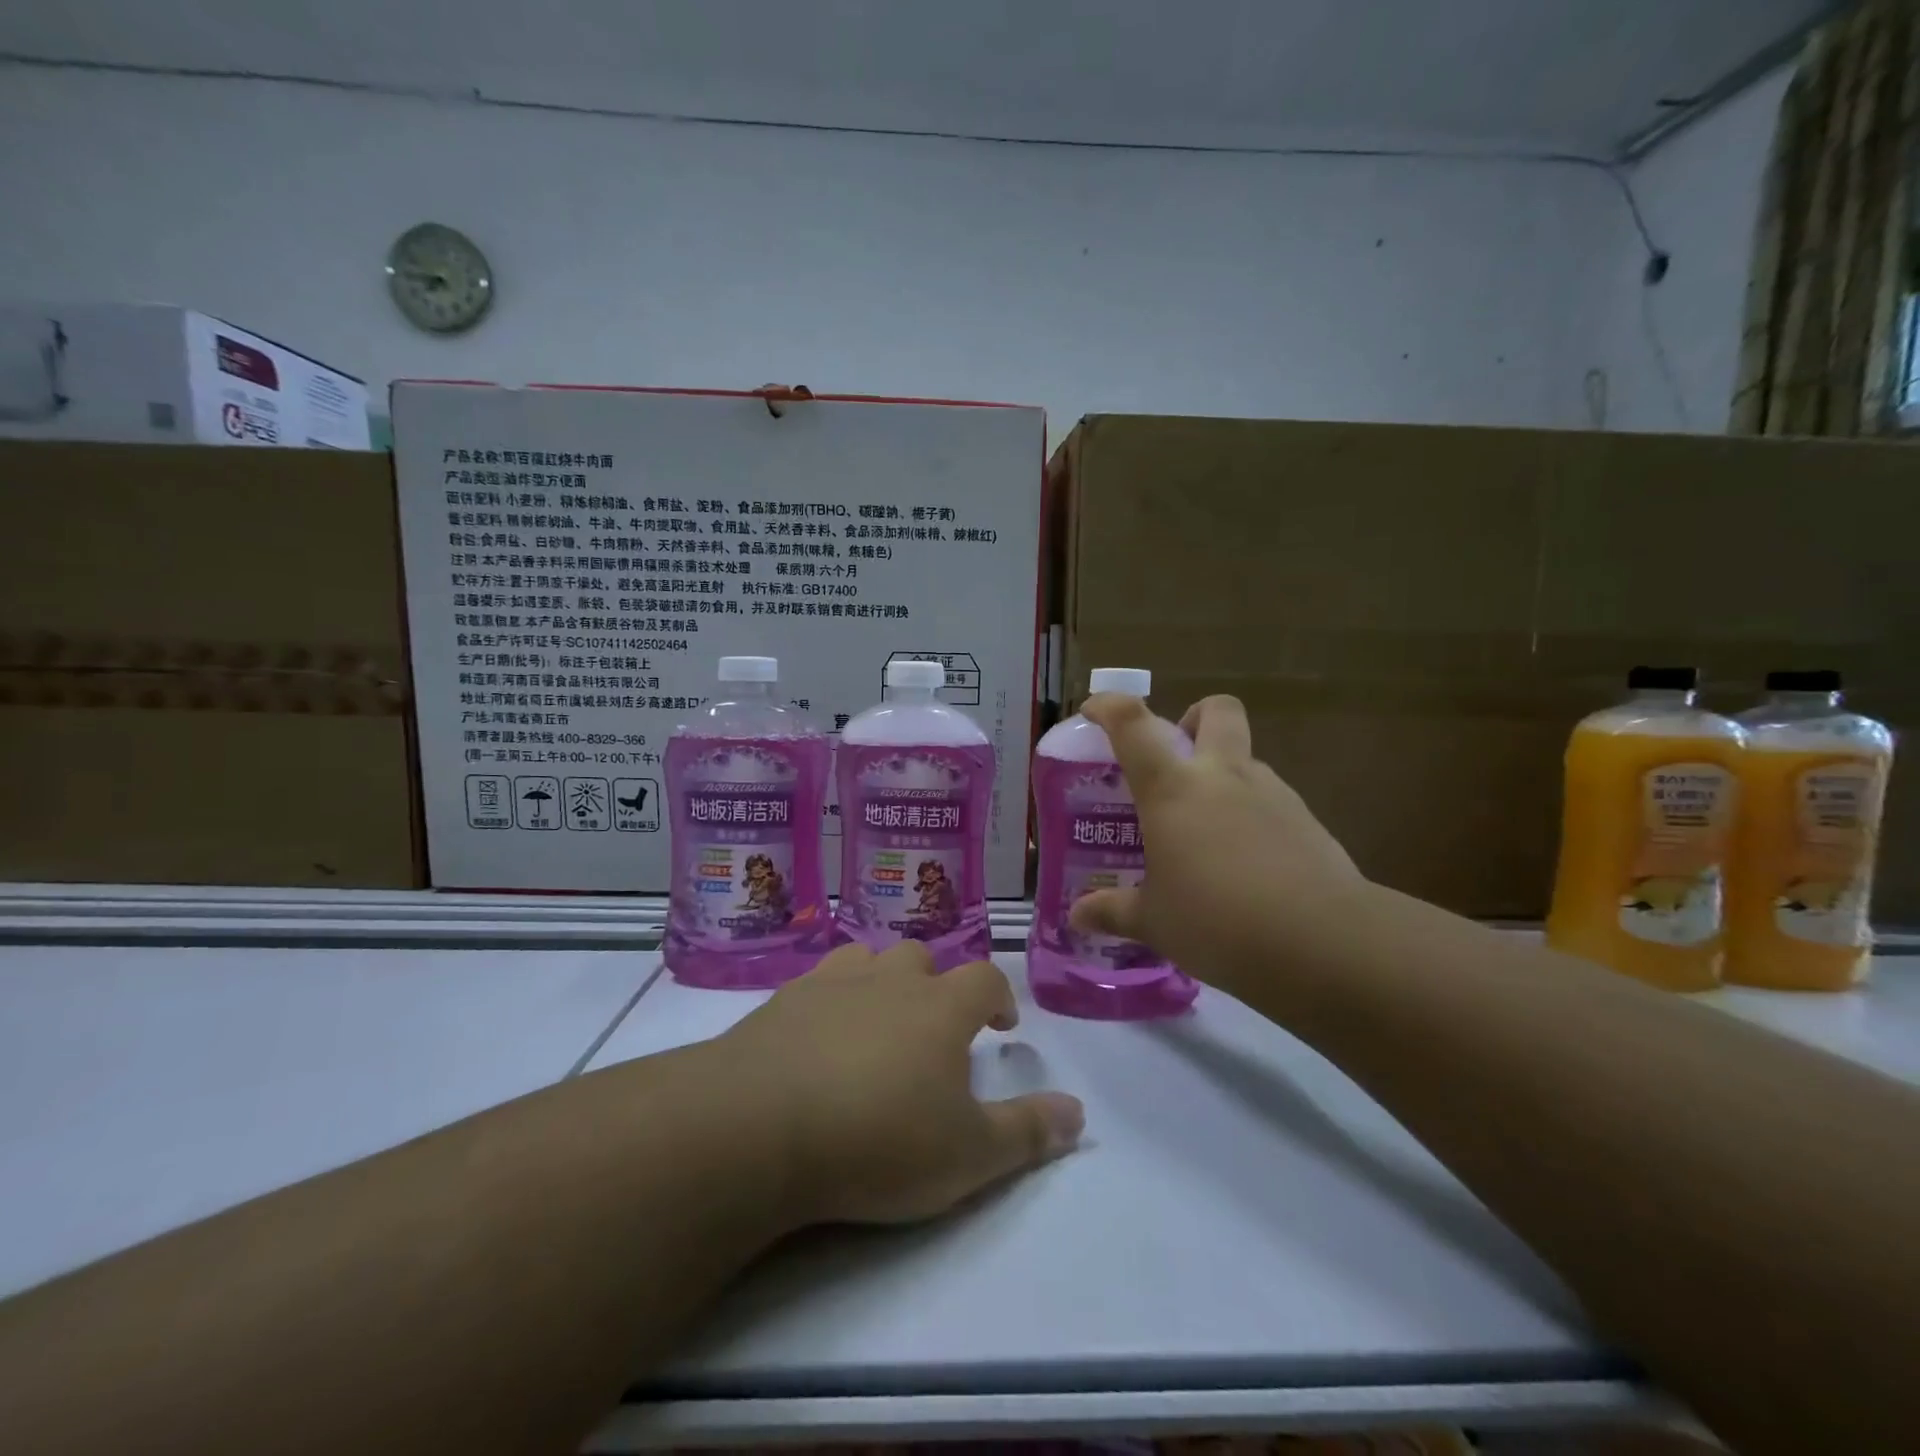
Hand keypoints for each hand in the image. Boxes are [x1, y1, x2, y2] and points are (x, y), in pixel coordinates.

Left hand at [718, 942, 1084, 1226]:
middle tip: (935, 1029)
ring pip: (869, 958)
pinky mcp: (783, 1000)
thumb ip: (1029, 1132)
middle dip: (937, 985)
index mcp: (940, 1007)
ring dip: (882, 981)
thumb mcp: (968, 1155)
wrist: (759, 1124)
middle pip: (923, 958)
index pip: (984, 978)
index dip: (999, 996)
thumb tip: (1080, 1112)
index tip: (1002, 1025)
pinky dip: (831, 997)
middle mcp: (889, 980)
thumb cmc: (878, 1138)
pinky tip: (819, 1034)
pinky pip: (818, 980)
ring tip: (878, 1022)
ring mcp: (832, 983)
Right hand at [1068, 692, 1368, 992]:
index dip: (1108, 706)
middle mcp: (1222, 776)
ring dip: (1223, 776)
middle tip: (1175, 758)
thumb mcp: (1154, 922)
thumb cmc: (1218, 922)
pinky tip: (1245, 863)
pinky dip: (1251, 815)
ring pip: (1245, 758)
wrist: (1324, 942)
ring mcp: (1272, 793)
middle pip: (1215, 711)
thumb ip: (1113, 911)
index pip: (1132, 723)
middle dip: (1192, 717)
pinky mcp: (1307, 820)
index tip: (1093, 712)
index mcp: (1172, 788)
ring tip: (1206, 832)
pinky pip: (1270, 800)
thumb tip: (1078, 916)